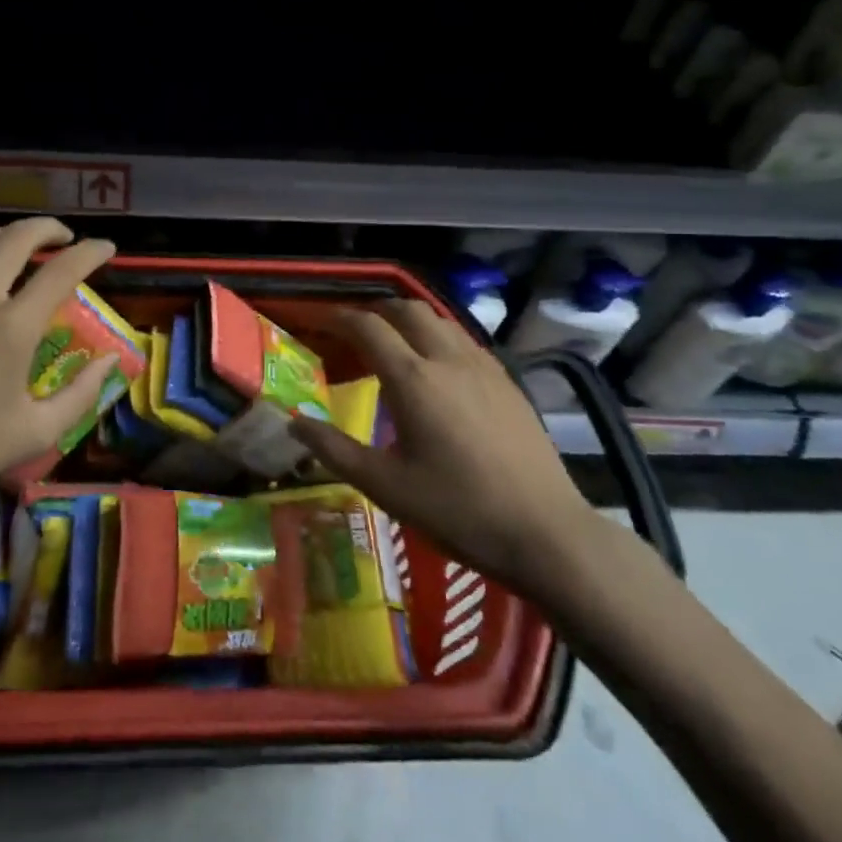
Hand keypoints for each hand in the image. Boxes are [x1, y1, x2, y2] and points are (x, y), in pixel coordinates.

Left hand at [0, 218, 118, 523]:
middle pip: (18, 238)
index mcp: (12, 328)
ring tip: (19, 248)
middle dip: (49, 228)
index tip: (106, 247)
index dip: (91, 252)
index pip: (63, 270)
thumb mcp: (35, 433)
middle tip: (63, 237)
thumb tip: (111, 359)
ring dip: (7, 238)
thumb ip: (82, 394)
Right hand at [289, 301, 599, 599]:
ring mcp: (483, 367)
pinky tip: (437, 367)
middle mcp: (448, 359)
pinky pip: (464, 340)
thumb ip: (335, 450)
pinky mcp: (507, 381)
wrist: (545, 532)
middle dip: (375, 310)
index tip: (319, 320)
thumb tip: (295, 425)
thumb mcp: (386, 487)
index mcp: (413, 379)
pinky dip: (438, 337)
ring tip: (392, 342)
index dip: (339, 317)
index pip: (368, 327)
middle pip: (407, 310)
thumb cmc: (458, 510)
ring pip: (440, 320)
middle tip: (354, 329)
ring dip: (409, 320)